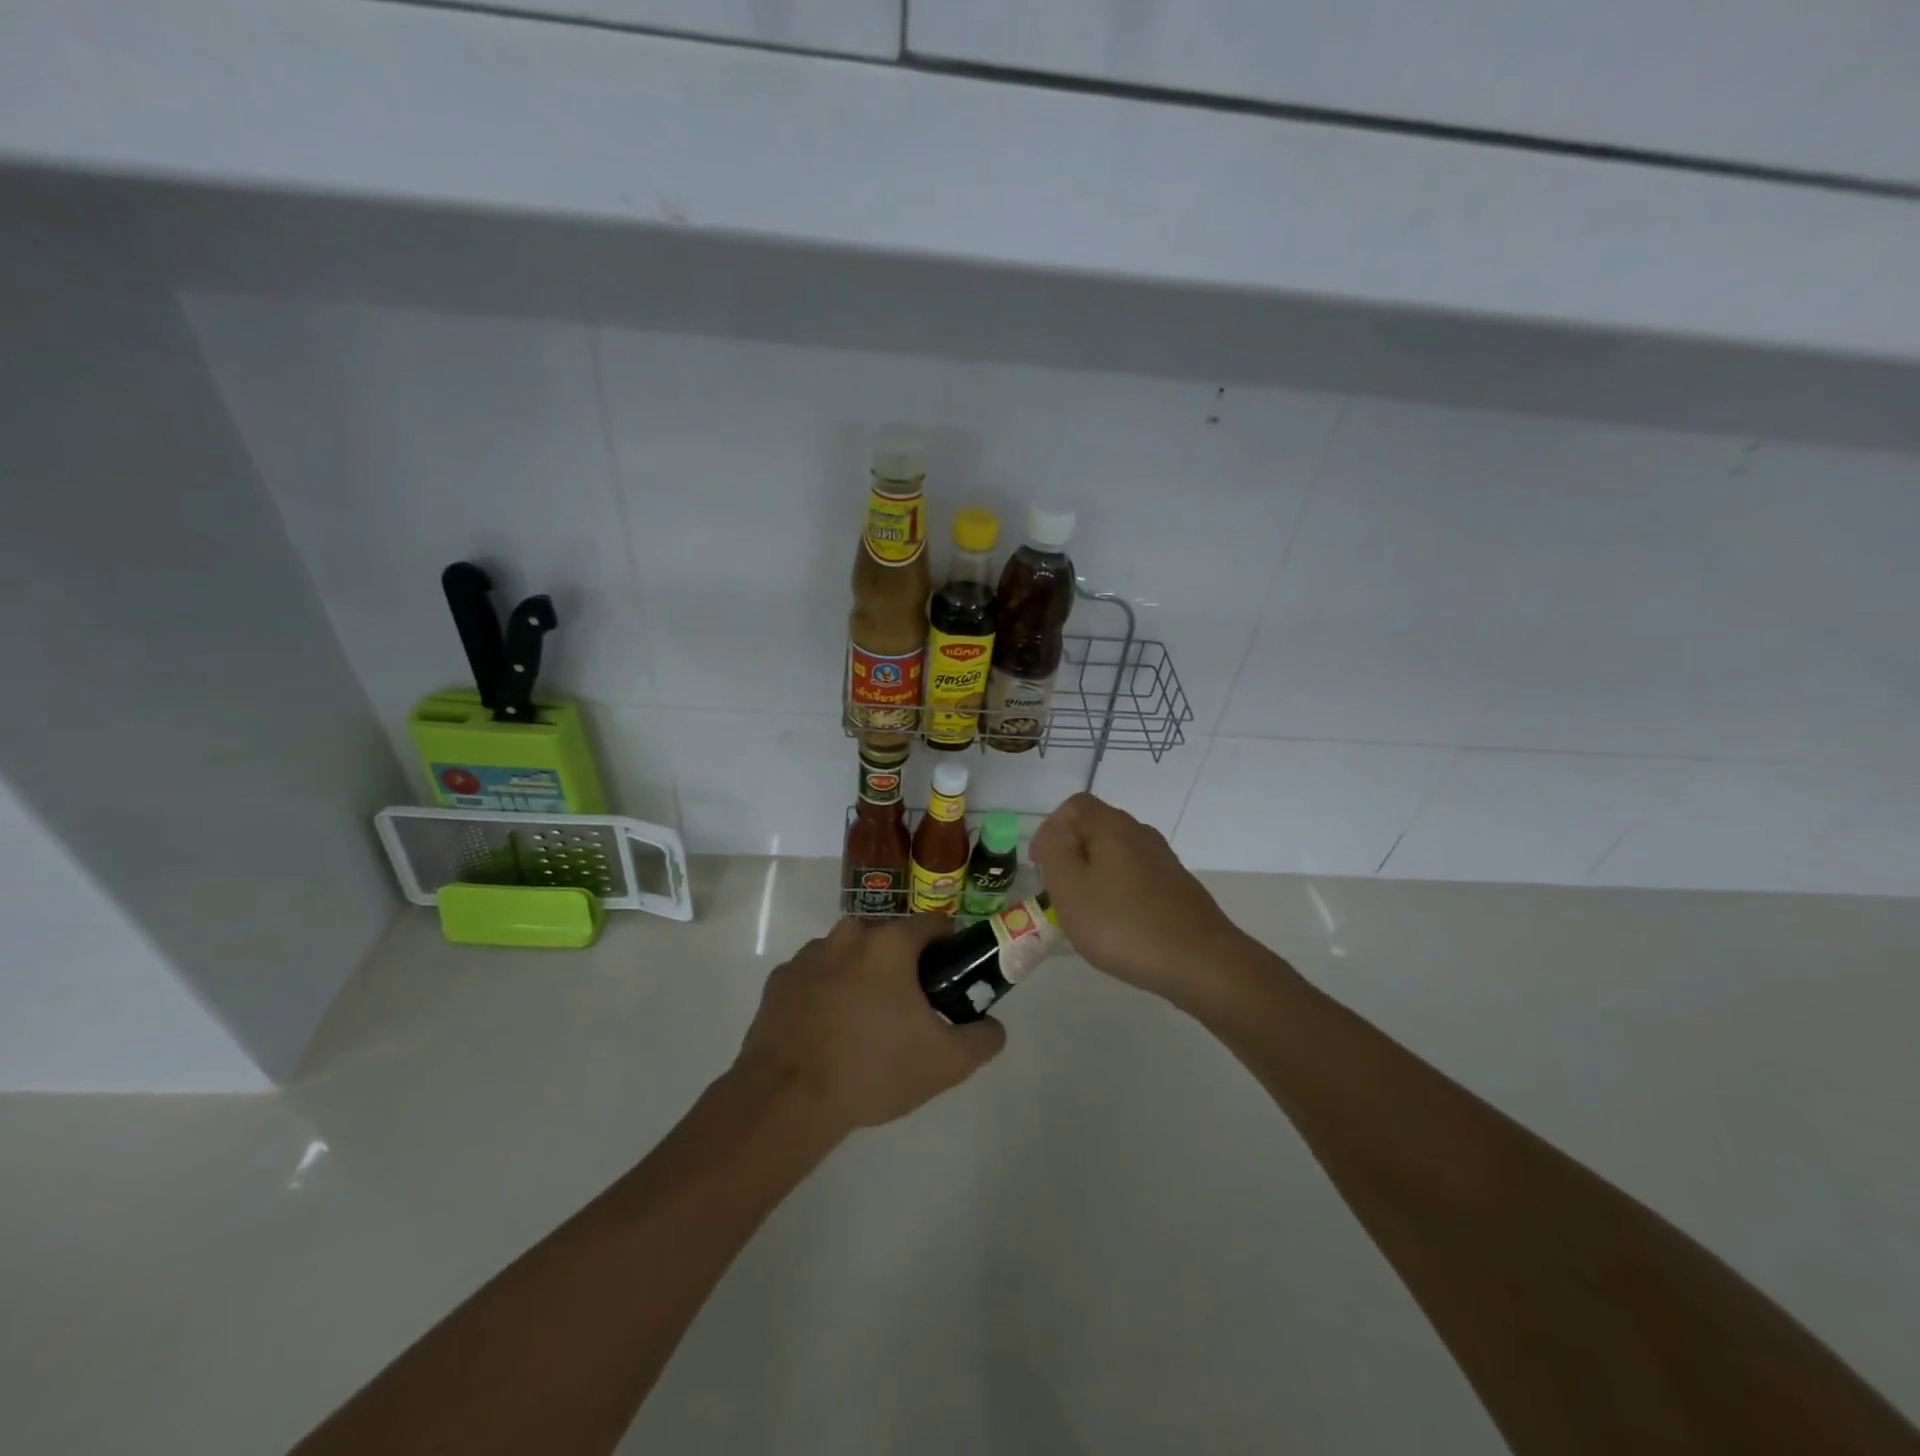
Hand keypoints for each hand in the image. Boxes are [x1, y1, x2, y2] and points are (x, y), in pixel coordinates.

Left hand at [733, 915, 1006, 1134]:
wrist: (786, 1099)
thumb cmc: (873, 1069)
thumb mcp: (946, 1063)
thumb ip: (983, 1039)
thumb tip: (993, 1026)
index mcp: (890, 943)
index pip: (933, 924)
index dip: (949, 946)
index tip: (951, 976)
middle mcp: (848, 935)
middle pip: (889, 940)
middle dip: (903, 965)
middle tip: (910, 1009)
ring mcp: (808, 955)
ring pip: (850, 956)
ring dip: (862, 977)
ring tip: (864, 1026)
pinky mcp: (779, 980)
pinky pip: (816, 977)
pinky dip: (826, 994)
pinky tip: (828, 1033)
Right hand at [1031, 793, 1247, 1002]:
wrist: (1201, 962)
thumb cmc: (1123, 924)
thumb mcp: (1070, 888)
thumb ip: (1055, 851)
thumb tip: (1055, 833)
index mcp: (1113, 826)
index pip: (1074, 806)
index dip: (1050, 829)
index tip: (1041, 867)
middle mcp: (1141, 834)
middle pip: (1096, 829)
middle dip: (1071, 855)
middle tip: (1059, 892)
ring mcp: (1164, 861)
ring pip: (1117, 856)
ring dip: (1094, 876)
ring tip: (1086, 913)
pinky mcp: (1178, 888)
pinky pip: (1136, 879)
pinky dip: (1118, 893)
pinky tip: (1118, 926)